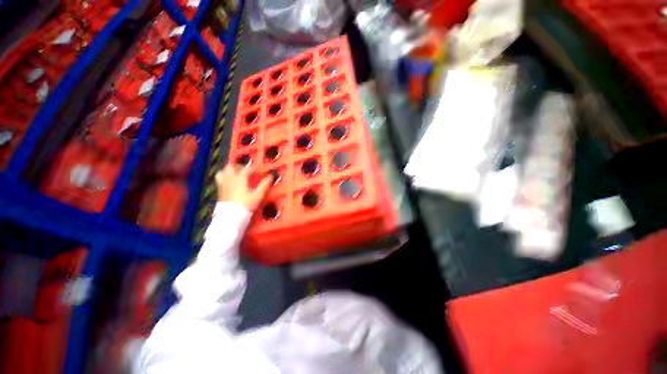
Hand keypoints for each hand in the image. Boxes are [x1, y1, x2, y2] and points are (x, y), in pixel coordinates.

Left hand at [215, 164, 271, 211]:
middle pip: (231, 167)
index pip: (247, 169)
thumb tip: (270, 177)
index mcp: (240, 179)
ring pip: (222, 172)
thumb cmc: (246, 205)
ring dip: (229, 171)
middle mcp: (230, 179)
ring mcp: (223, 184)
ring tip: (236, 174)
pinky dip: (225, 178)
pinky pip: (220, 180)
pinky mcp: (219, 191)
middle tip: (246, 170)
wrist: (231, 217)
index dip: (254, 169)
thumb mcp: (258, 195)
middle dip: (239, 166)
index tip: (259, 171)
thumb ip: (264, 185)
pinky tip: (230, 183)